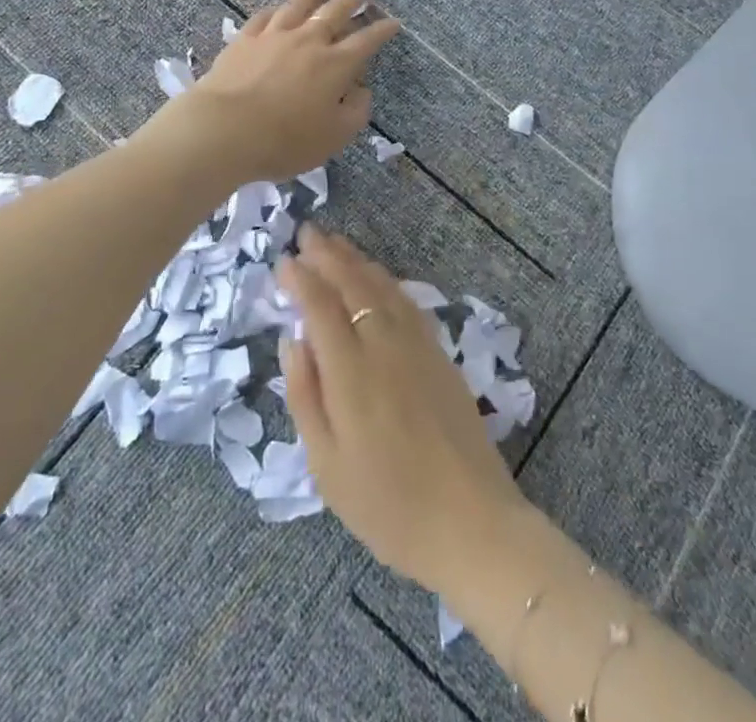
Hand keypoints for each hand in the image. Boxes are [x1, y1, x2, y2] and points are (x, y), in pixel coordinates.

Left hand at [184, 0, 399, 182]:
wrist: (224, 129)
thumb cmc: (285, 140)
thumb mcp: (334, 137)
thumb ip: (355, 112)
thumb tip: (361, 90)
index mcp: (335, 65)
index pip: (366, 42)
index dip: (382, 30)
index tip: (393, 21)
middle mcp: (308, 42)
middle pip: (334, 12)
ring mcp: (273, 37)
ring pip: (297, 7)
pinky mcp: (244, 40)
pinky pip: (263, 18)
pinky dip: (274, 11)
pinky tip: (275, 10)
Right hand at [278, 228, 529, 593]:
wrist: (470, 522)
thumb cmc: (387, 505)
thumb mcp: (327, 465)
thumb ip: (305, 395)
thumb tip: (293, 340)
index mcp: (351, 371)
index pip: (321, 306)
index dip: (301, 279)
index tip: (284, 262)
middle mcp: (384, 345)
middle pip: (353, 284)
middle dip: (328, 255)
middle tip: (308, 233)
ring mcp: (417, 345)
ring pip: (382, 286)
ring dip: (356, 260)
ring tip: (336, 243)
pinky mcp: (440, 354)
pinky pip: (406, 301)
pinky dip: (386, 280)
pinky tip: (378, 277)